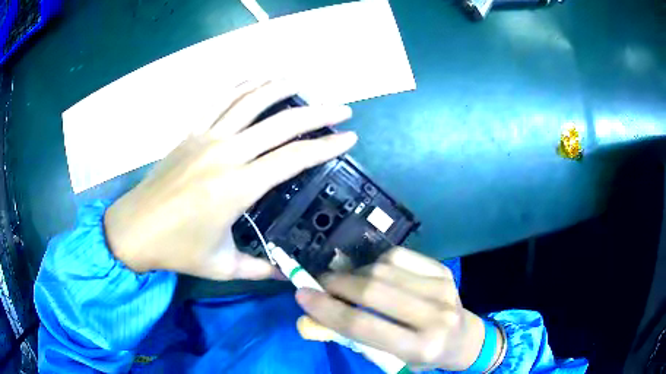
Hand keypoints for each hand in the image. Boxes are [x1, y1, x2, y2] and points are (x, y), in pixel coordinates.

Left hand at [103, 80, 355, 279]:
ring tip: (301, 81)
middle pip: (280, 124)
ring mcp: (206, 138)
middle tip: (342, 108)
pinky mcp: (190, 133)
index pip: (292, 159)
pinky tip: (256, 79)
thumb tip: (289, 276)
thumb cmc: (177, 249)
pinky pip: (219, 101)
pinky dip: (240, 86)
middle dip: (316, 113)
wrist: (134, 229)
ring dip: (279, 87)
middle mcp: (225, 154)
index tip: (348, 137)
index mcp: (237, 188)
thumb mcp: (223, 266)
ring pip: (249, 101)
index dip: (325, 146)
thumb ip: (260, 269)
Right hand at [296, 247, 496, 370]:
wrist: (463, 338)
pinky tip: (374, 273)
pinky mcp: (443, 271)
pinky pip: (399, 255)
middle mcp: (434, 316)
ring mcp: (442, 289)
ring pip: (383, 268)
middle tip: (320, 284)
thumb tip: (308, 321)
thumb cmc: (422, 356)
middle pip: (372, 290)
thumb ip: (349, 339)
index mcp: (420, 347)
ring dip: (354, 273)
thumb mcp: (387, 359)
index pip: (363, 325)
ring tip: (347, 282)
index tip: (302, 295)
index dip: (327, 309)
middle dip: (336, 284)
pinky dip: (376, 262)